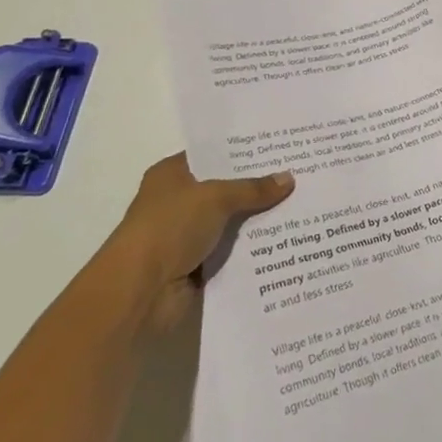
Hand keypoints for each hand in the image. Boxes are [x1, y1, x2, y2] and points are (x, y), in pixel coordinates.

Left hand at [103, 152, 294, 331]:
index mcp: (172, 175)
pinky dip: (251, 250)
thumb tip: (289, 178)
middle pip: (225, 189)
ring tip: (302, 205)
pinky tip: (286, 240)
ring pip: (231, 222)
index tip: (279, 148)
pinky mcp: (196, 267)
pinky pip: (231, 252)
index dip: (243, 152)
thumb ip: (253, 189)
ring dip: (257, 221)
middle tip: (299, 174)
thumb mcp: (216, 197)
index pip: (213, 155)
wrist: (139, 293)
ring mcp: (186, 236)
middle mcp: (177, 202)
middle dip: (257, 187)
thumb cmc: (170, 228)